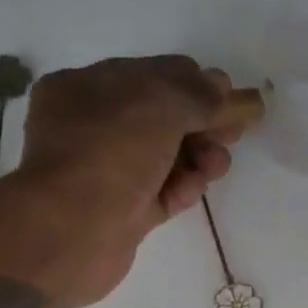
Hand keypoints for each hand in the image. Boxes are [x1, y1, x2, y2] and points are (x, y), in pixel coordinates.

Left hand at [0, 56, 248, 307]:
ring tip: (216, 165)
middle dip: (203, 122)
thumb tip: (235, 95)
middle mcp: (93, 128)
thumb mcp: (159, 104)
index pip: (151, 75)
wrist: (72, 233)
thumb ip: (201, 95)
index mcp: (86, 88)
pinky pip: (162, 192)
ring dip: (199, 156)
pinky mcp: (124, 213)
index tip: (230, 98)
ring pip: (166, 157)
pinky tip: (196, 187)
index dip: (194, 83)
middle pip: (163, 117)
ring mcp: (108, 173)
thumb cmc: (109, 153)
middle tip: (235, 132)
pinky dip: (184, 187)